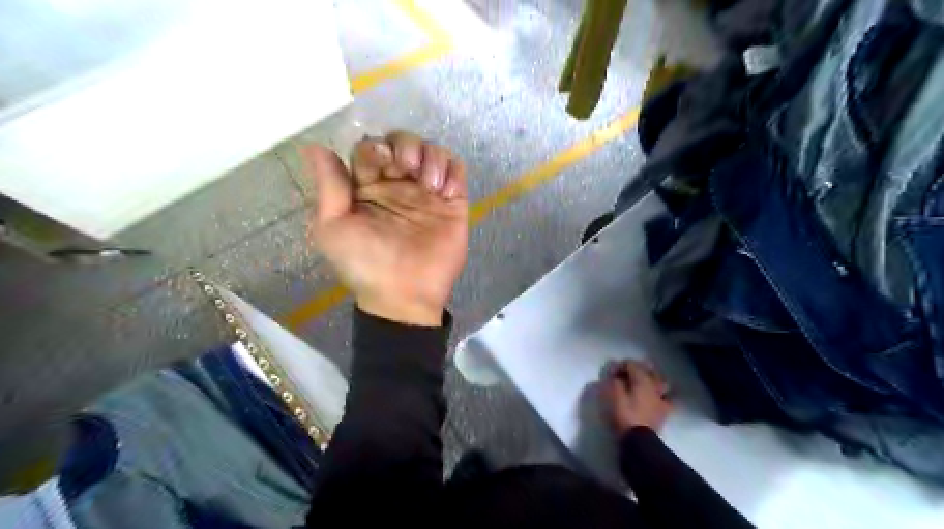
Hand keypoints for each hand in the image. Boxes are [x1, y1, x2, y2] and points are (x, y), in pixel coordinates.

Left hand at [304, 131, 469, 325]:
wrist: (405, 295)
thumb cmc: (365, 264)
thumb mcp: (333, 228)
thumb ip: (329, 186)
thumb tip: (314, 146)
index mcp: (367, 187)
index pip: (372, 148)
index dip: (377, 148)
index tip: (384, 165)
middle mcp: (398, 185)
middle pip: (403, 142)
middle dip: (407, 146)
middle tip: (408, 169)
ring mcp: (427, 193)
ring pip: (432, 151)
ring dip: (432, 158)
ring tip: (431, 187)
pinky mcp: (453, 203)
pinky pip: (457, 171)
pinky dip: (453, 172)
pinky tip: (446, 193)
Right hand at [599, 359, 674, 438]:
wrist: (639, 440)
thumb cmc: (624, 415)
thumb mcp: (613, 396)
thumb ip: (614, 382)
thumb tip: (616, 376)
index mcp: (642, 379)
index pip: (631, 364)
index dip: (619, 366)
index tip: (611, 374)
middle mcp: (654, 385)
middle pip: (647, 370)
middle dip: (636, 369)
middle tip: (624, 375)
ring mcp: (661, 398)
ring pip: (659, 381)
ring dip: (650, 379)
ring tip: (640, 383)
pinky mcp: (664, 411)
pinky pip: (666, 398)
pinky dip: (661, 394)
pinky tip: (655, 397)